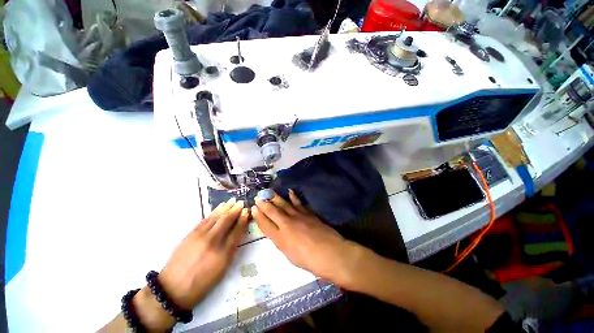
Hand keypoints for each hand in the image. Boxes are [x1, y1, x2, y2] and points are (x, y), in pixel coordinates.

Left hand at [158, 198, 249, 309]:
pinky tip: (219, 208)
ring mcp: (200, 237)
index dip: (242, 220)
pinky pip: (205, 220)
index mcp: (223, 254)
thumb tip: (237, 233)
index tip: (246, 211)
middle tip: (241, 202)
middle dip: (235, 210)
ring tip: (232, 201)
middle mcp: (212, 242)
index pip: (237, 231)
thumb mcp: (222, 270)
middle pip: (226, 221)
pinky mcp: (190, 234)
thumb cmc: (202, 282)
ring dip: (225, 208)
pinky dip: (213, 212)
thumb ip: (231, 250)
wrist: (173, 288)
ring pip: (215, 218)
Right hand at [251, 190, 364, 287]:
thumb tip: (277, 232)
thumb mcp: (290, 255)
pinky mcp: (308, 212)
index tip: (253, 208)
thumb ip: (281, 241)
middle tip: (258, 197)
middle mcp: (287, 224)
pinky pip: (298, 202)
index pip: (265, 225)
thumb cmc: (309, 260)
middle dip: (264, 204)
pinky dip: (294, 196)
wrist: (330, 253)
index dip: (258, 216)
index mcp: (280, 238)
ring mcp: (298, 216)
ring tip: (269, 192)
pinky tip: (290, 191)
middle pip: (272, 211)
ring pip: (284, 204)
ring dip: (276, 198)